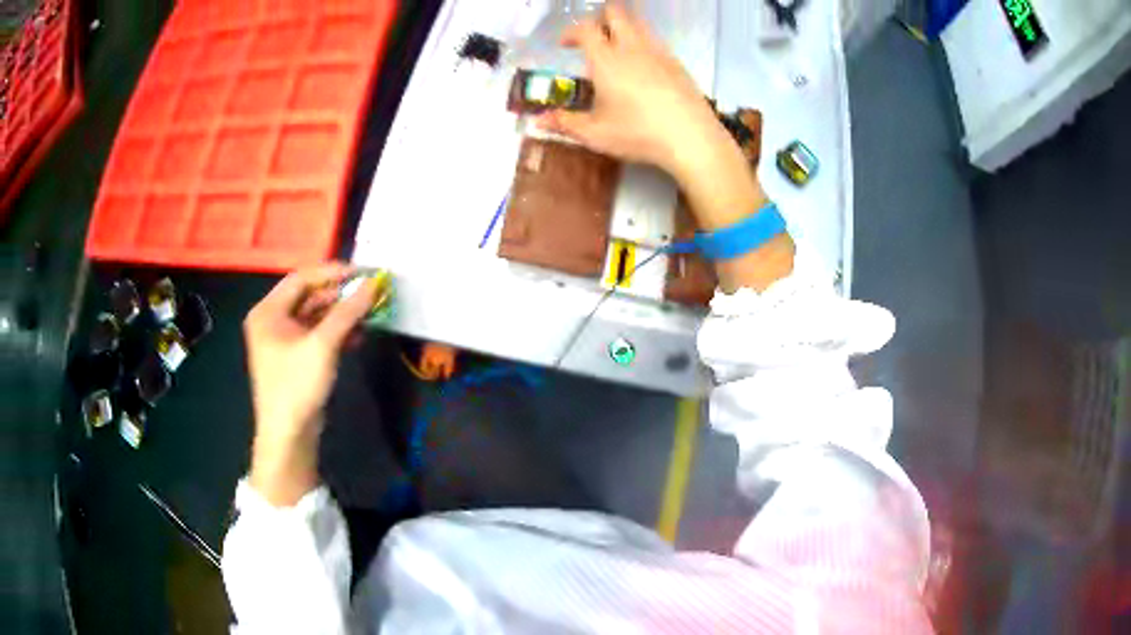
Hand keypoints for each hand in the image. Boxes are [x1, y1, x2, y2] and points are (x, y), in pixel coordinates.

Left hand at [243, 263, 377, 505]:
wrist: (289, 435)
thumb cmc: (297, 385)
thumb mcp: (323, 345)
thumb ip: (348, 312)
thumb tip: (373, 285)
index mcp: (268, 311)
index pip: (301, 278)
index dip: (332, 272)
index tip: (362, 273)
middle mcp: (273, 320)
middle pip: (309, 296)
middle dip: (340, 295)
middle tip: (370, 292)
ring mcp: (284, 340)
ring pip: (316, 316)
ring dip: (342, 314)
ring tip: (370, 312)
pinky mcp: (296, 357)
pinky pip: (317, 335)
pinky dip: (337, 332)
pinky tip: (359, 335)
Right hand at [538, 5, 722, 174]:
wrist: (691, 138)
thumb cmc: (638, 133)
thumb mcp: (596, 134)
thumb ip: (565, 123)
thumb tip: (538, 121)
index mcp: (606, 59)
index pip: (585, 28)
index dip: (571, 32)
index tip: (565, 45)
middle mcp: (632, 47)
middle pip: (615, 13)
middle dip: (600, 19)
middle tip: (593, 38)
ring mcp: (658, 52)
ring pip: (639, 23)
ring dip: (624, 27)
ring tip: (617, 50)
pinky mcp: (677, 63)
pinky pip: (656, 41)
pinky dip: (644, 44)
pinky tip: (643, 68)